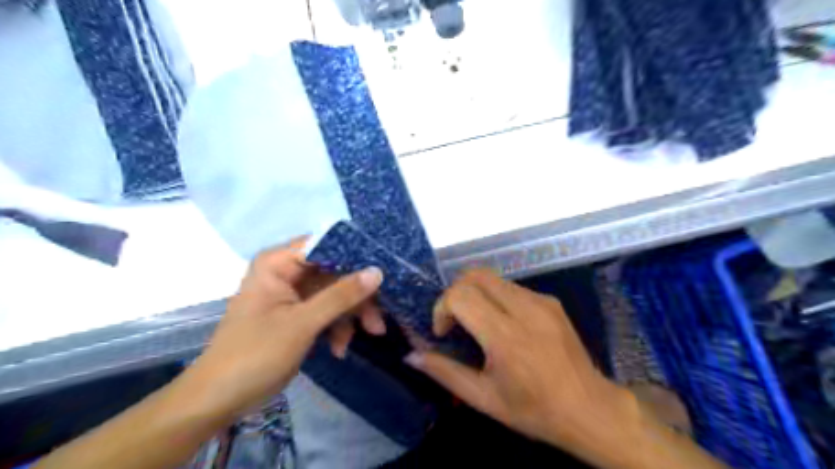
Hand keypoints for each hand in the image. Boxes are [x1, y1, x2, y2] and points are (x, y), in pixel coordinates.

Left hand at [181, 241, 382, 419]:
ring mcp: (293, 294)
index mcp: (278, 263)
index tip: (383, 274)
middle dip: (358, 297)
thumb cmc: (254, 355)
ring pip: (335, 293)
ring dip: (352, 315)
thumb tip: (377, 271)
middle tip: (379, 319)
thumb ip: (341, 295)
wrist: (219, 400)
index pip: (326, 245)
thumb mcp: (302, 324)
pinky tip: (340, 349)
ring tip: (370, 335)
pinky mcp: (298, 314)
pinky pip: (327, 311)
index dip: (356, 258)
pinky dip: (337, 327)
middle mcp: (286, 272)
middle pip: (335, 272)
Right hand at [404, 271, 633, 450]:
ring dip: (475, 293)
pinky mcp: (551, 300)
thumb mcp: (483, 398)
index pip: (460, 295)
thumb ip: (444, 372)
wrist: (590, 409)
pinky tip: (503, 324)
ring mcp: (541, 301)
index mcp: (506, 337)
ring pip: (492, 278)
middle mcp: (524, 309)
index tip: (444, 332)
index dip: (442, 307)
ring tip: (478, 323)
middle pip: (475, 275)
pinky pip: (512, 287)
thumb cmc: (533, 410)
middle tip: (456, 320)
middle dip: (455, 292)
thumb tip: (411, 355)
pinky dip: (495, 297)